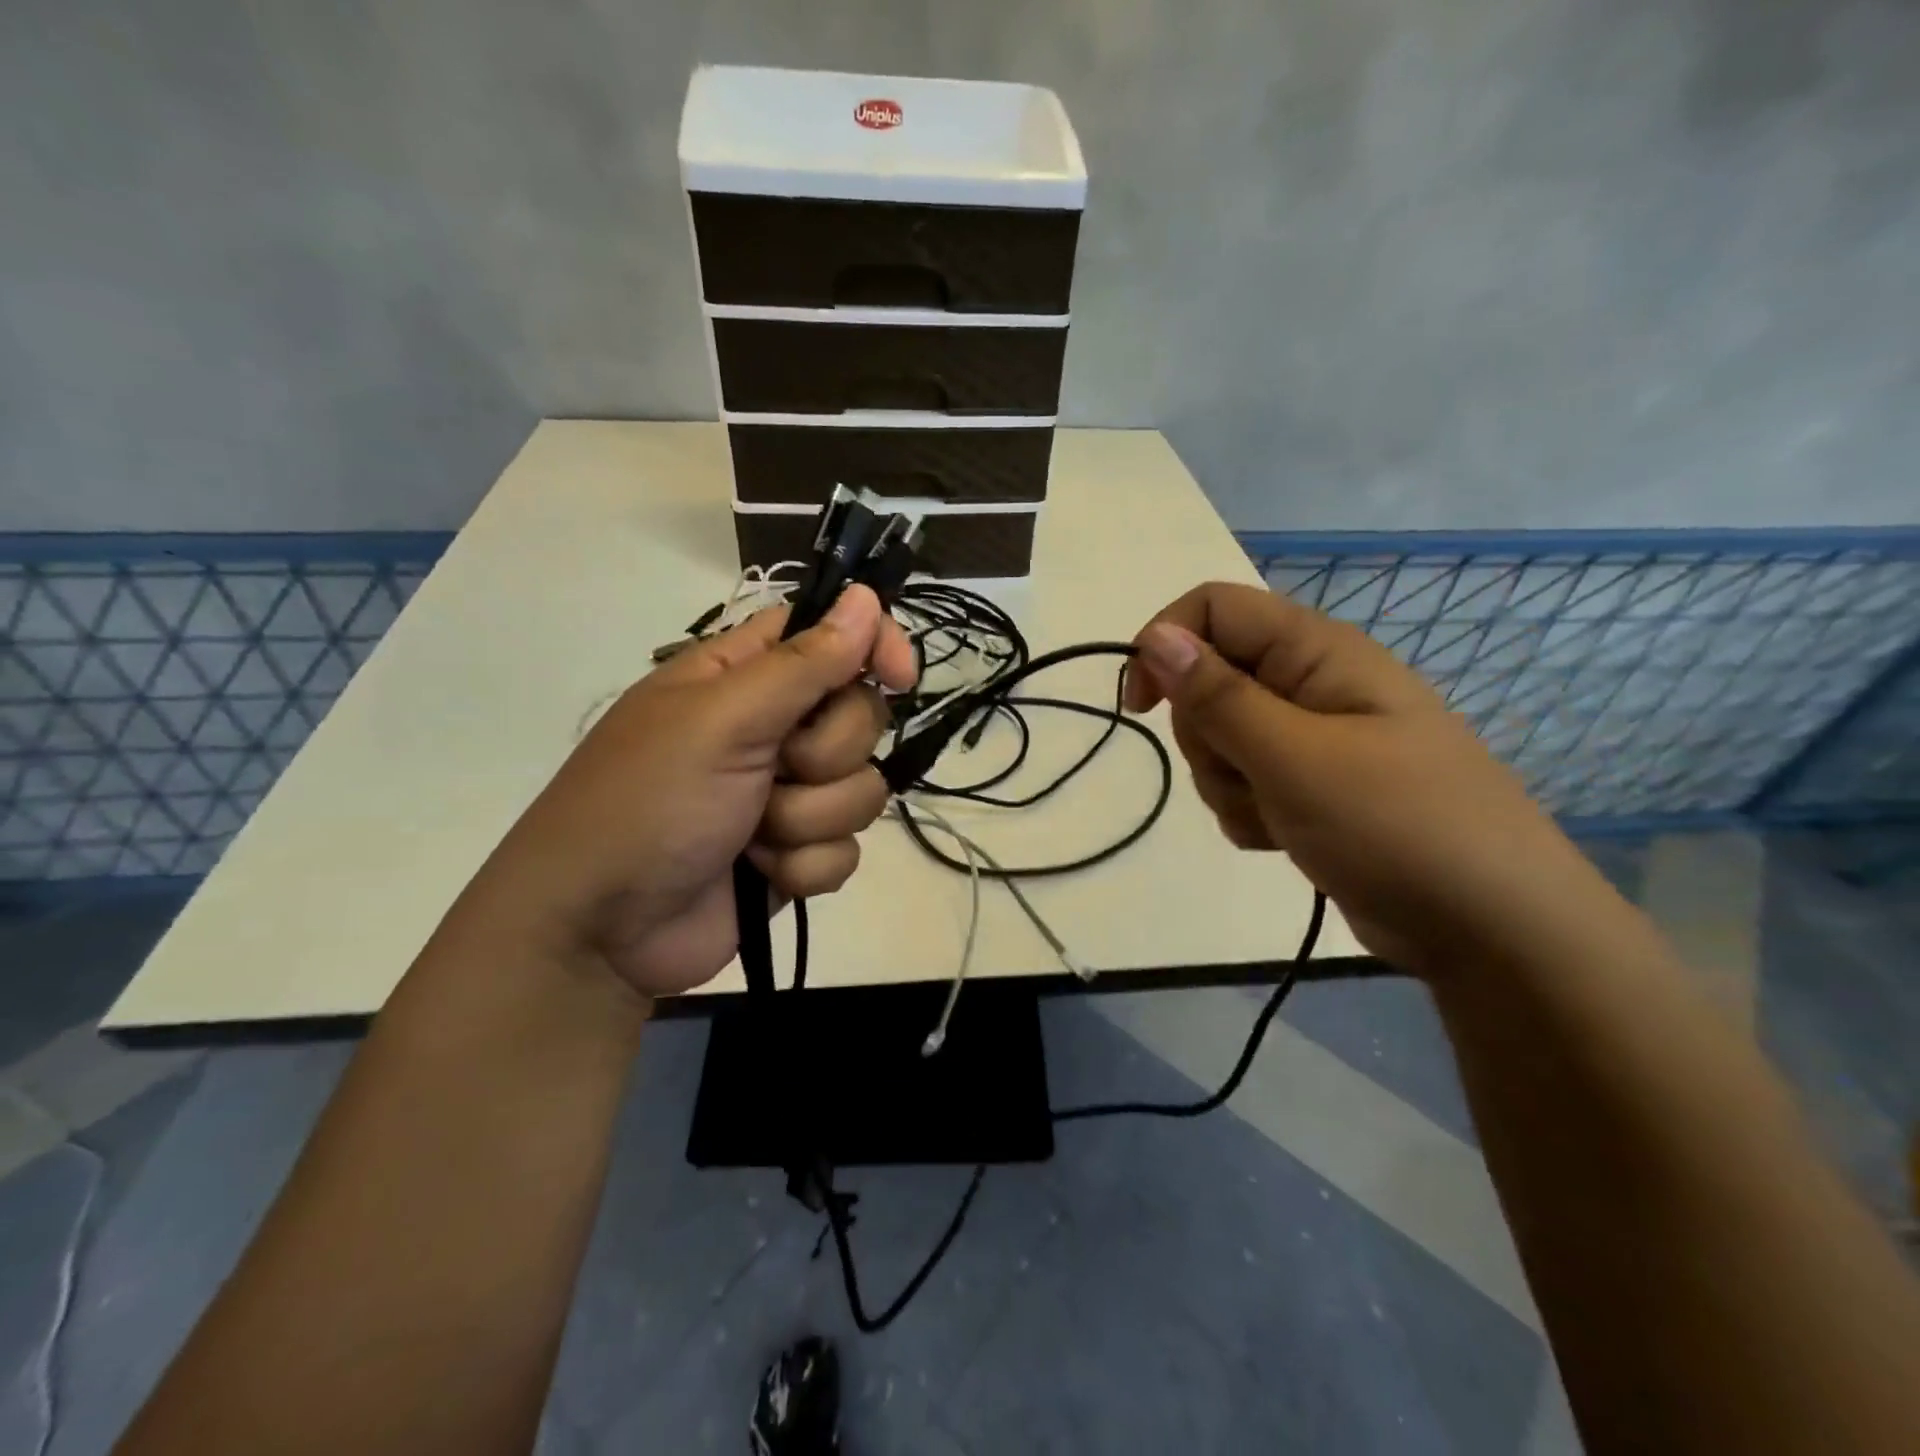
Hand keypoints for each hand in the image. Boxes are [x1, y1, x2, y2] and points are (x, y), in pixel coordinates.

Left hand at [467, 586, 913, 1000]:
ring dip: (808, 819)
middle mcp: (773, 728)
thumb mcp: (722, 721)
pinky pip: (847, 849)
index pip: (831, 634)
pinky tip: (760, 874)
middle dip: (825, 755)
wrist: (602, 931)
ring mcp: (788, 794)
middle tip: (774, 770)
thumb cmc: (648, 803)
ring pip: (862, 788)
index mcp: (745, 677)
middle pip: (860, 718)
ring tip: (753, 836)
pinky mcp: (797, 852)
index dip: (871, 645)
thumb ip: (803, 664)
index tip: (898, 676)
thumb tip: (865, 596)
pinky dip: (805, 866)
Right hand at [1125, 581, 1606, 975]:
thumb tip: (1154, 636)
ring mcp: (1311, 739)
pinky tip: (1284, 838)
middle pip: (1209, 681)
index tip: (1142, 705)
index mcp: (1317, 652)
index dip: (1166, 644)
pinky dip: (1248, 811)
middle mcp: (1311, 684)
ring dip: (1227, 782)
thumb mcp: (1295, 758)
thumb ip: (1219, 697)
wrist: (1491, 928)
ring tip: (1278, 816)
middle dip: (1206, 736)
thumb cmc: (1398, 826)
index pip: (1214, 609)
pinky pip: (1243, 782)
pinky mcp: (1310, 787)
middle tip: (1250, 773)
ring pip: (1220, 740)